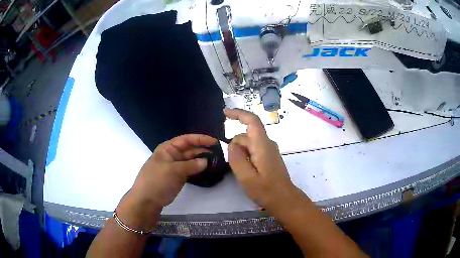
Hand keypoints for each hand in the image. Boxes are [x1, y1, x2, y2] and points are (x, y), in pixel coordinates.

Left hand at [117, 134, 216, 229]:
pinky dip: (198, 169)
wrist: (147, 200)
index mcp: (167, 149)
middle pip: (189, 149)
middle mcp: (172, 155)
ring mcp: (175, 167)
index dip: (200, 139)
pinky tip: (207, 169)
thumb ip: (191, 165)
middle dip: (202, 149)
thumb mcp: (173, 171)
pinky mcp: (177, 177)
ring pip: (191, 160)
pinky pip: (190, 170)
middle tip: (219, 152)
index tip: (214, 141)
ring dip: (201, 160)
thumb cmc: (157, 181)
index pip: (186, 140)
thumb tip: (206, 161)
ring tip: (216, 161)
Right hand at [224, 109, 300, 210]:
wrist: (284, 199)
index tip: (224, 113)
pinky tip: (247, 171)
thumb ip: (237, 158)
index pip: (252, 121)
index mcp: (262, 145)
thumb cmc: (266, 190)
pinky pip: (253, 150)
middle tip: (236, 168)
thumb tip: (232, 144)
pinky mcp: (269, 156)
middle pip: (246, 135)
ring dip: (240, 154)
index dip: (238, 113)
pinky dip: (246, 157)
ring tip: (243, 173)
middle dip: (235, 147)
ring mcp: (269, 149)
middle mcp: (267, 143)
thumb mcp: (247, 177)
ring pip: (248, 144)